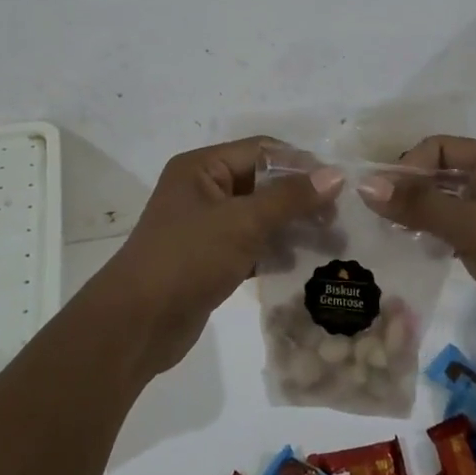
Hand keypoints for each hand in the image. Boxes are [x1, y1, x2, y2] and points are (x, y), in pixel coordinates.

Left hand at [91, 137, 342, 377]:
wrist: (137, 323)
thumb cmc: (188, 258)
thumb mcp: (242, 222)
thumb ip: (289, 198)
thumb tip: (335, 175)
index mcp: (202, 167)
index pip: (261, 150)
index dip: (300, 164)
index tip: (339, 186)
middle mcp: (202, 189)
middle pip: (261, 183)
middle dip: (299, 199)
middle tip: (338, 220)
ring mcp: (204, 226)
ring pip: (258, 216)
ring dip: (291, 227)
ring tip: (331, 244)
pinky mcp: (208, 259)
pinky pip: (249, 245)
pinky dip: (274, 251)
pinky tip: (304, 265)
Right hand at [355, 136, 475, 347]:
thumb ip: (422, 206)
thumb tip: (365, 185)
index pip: (440, 149)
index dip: (407, 168)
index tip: (377, 199)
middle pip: (439, 174)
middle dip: (406, 191)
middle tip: (369, 216)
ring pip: (443, 204)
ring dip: (414, 215)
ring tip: (380, 233)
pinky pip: (451, 231)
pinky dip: (428, 236)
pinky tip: (406, 251)